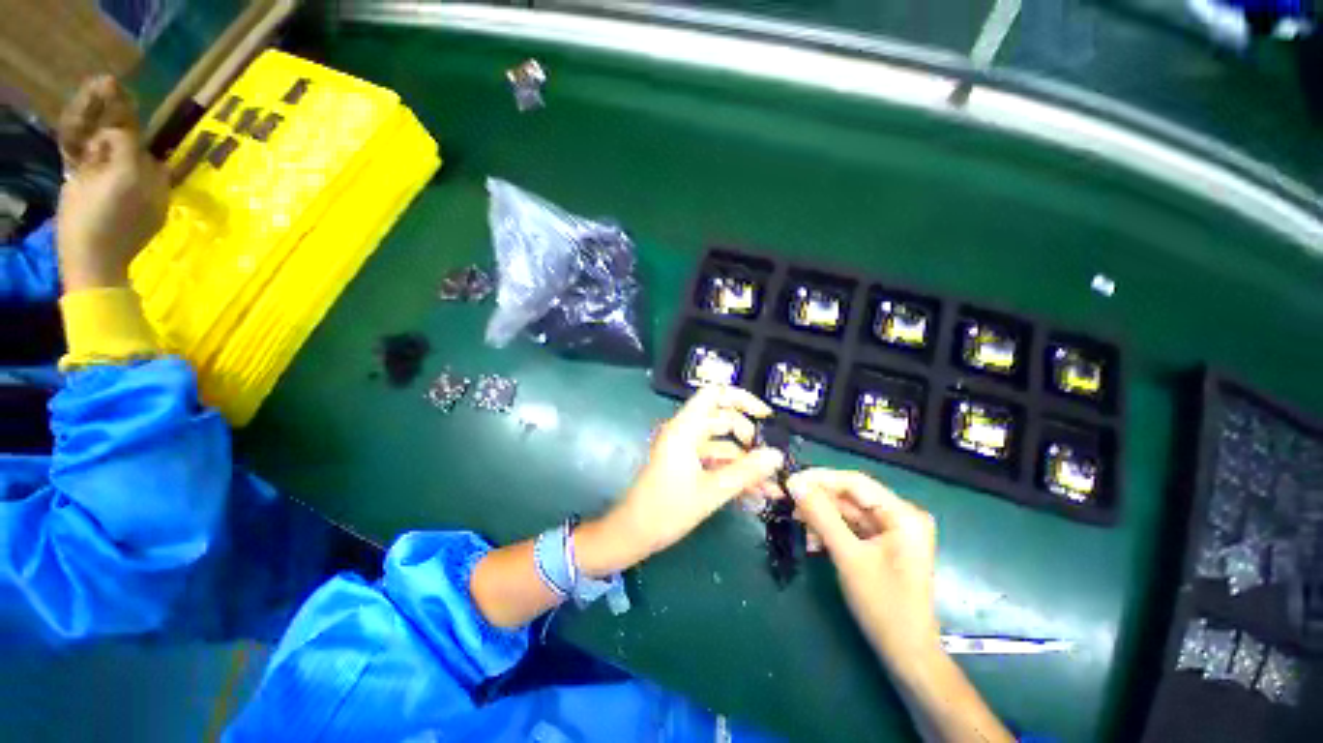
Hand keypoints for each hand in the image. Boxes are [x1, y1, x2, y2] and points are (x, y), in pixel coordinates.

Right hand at [56, 76, 167, 290]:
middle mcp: (154, 182)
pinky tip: (131, 191)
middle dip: (129, 148)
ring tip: (121, 174)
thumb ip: (95, 157)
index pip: (127, 135)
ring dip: (141, 166)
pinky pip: (160, 188)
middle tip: (110, 155)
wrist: (99, 263)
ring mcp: (163, 199)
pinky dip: (147, 183)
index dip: (114, 129)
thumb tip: (103, 143)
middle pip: (145, 151)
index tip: (106, 127)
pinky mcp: (164, 213)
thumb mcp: (78, 181)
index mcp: (129, 171)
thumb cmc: (80, 221)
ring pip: (157, 169)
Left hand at [577, 386, 784, 575]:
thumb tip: (778, 455)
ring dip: (746, 463)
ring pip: (723, 445)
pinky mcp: (687, 465)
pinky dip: (733, 473)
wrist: (634, 534)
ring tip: (772, 487)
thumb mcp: (711, 491)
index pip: (714, 394)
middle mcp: (685, 432)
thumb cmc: (667, 509)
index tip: (766, 416)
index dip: (741, 398)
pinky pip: (715, 461)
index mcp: (685, 428)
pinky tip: (756, 494)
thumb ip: (746, 472)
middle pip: (723, 420)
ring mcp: (686, 449)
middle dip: (750, 439)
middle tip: (770, 461)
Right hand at [787, 469, 940, 674]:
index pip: (855, 482)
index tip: (790, 482)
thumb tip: (794, 483)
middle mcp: (900, 515)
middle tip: (789, 503)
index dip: (820, 478)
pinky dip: (831, 530)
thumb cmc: (883, 605)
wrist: (906, 654)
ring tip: (798, 523)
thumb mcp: (848, 556)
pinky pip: (851, 527)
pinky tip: (813, 541)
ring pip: (848, 511)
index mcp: (903, 514)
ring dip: (822, 516)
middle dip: (819, 500)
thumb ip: (821, 516)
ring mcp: (892, 530)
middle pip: (851, 496)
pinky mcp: (883, 544)